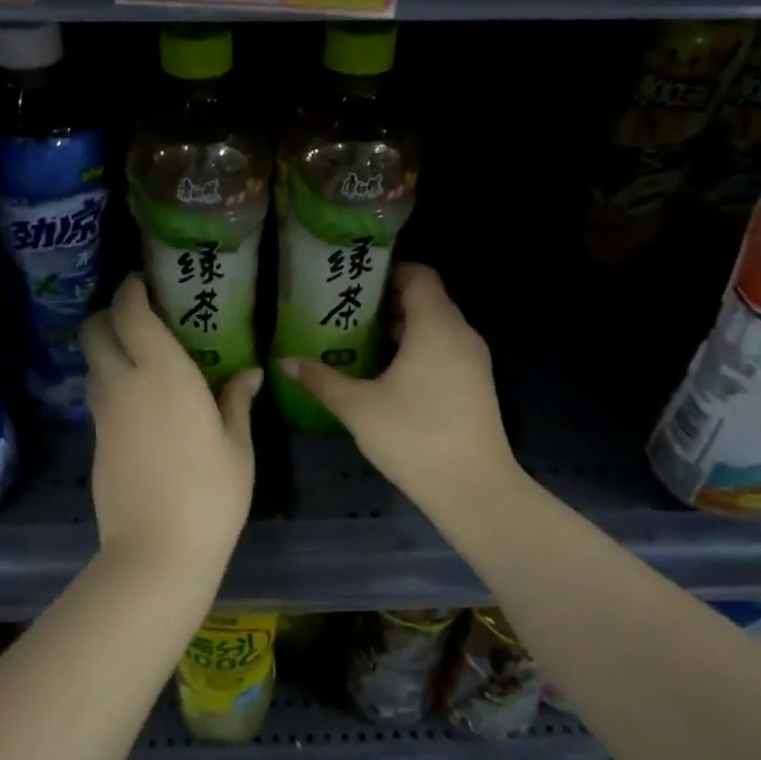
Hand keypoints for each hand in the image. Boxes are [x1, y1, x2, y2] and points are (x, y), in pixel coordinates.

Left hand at [81, 275, 262, 584]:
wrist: (157, 550)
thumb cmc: (211, 492)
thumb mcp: (237, 446)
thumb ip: (238, 401)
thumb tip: (250, 373)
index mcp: (163, 373)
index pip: (131, 312)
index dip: (130, 289)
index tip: (142, 280)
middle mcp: (124, 383)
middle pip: (95, 331)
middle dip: (108, 313)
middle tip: (137, 315)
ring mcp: (104, 414)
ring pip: (92, 363)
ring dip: (107, 348)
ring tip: (139, 355)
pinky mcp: (96, 441)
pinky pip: (98, 395)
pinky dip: (110, 382)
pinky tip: (138, 400)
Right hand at [280, 264, 519, 514]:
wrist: (474, 489)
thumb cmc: (414, 436)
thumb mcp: (358, 407)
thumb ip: (321, 379)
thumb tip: (284, 361)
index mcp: (436, 326)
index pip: (419, 274)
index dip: (388, 271)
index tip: (355, 281)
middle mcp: (460, 333)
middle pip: (427, 298)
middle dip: (388, 300)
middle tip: (347, 310)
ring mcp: (474, 360)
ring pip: (436, 325)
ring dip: (402, 326)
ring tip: (360, 338)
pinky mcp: (476, 383)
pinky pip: (445, 348)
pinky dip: (419, 347)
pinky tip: (387, 371)